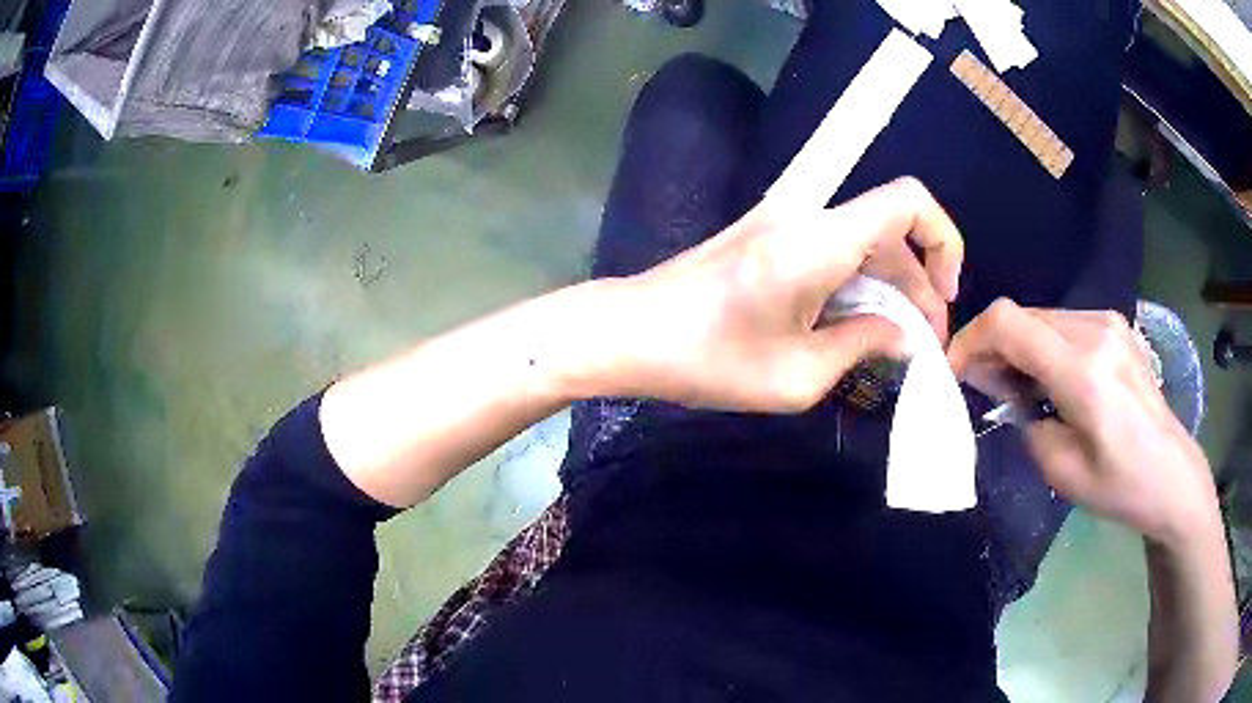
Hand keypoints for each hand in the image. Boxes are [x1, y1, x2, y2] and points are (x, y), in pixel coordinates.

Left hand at [587, 177, 962, 411]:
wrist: (629, 332)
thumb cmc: (708, 359)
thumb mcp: (798, 375)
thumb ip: (863, 346)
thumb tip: (906, 337)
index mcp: (822, 239)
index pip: (909, 200)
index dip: (944, 240)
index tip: (944, 297)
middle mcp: (808, 215)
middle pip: (890, 230)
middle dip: (918, 284)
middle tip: (922, 344)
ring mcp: (784, 220)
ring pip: (863, 241)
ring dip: (888, 287)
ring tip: (893, 344)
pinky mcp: (768, 235)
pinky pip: (832, 248)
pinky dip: (856, 282)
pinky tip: (854, 326)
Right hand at [947, 300, 1218, 546]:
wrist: (1171, 473)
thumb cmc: (1121, 485)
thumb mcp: (1063, 471)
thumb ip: (1027, 422)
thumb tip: (1007, 391)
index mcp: (1083, 371)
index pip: (1008, 323)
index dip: (971, 338)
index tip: (955, 369)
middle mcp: (1095, 330)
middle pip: (1022, 315)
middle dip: (993, 347)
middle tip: (988, 390)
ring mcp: (1109, 323)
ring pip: (1041, 317)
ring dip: (1020, 347)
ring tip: (1021, 391)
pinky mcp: (1116, 327)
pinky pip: (1064, 323)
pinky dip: (1044, 345)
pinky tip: (1052, 380)